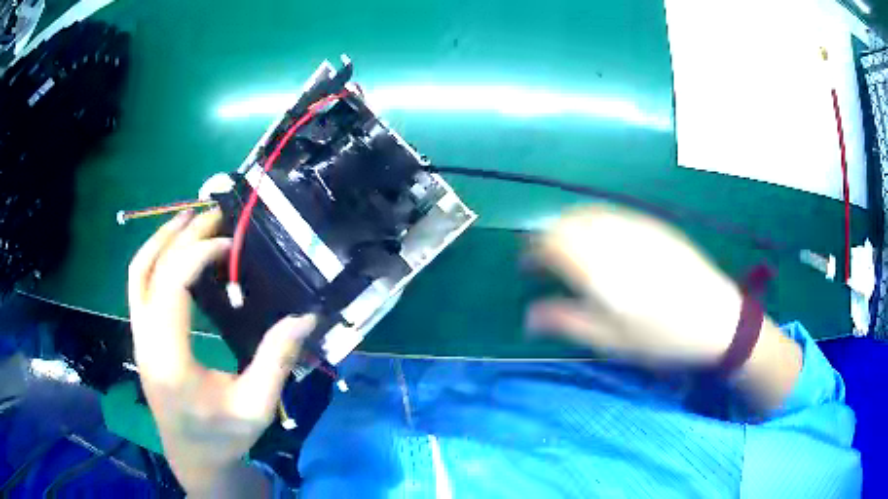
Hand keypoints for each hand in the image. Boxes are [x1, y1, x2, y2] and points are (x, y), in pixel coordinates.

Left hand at [127, 209, 315, 494]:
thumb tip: (305, 316)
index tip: (230, 244)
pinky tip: (177, 253)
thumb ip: (277, 361)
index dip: (198, 253)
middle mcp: (144, 340)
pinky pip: (140, 286)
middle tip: (213, 215)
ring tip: (191, 220)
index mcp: (168, 358)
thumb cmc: (222, 437)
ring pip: (137, 274)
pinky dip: (157, 259)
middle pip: (148, 269)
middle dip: (179, 235)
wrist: (192, 457)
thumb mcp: (256, 406)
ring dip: (161, 240)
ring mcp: (138, 337)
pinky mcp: (141, 337)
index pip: (172, 285)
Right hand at [526, 205, 801, 409]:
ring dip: (569, 226)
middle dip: (547, 237)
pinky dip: (594, 221)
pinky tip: (601, 239)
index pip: (550, 244)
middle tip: (544, 260)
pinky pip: (612, 213)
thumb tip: (529, 316)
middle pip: (566, 222)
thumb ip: (567, 322)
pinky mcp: (653, 225)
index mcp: (598, 268)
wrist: (716, 319)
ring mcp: (635, 227)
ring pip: (588, 213)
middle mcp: (613, 238)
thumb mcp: (611, 340)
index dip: (531, 253)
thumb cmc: (661, 338)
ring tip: (569, 248)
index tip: (525, 267)